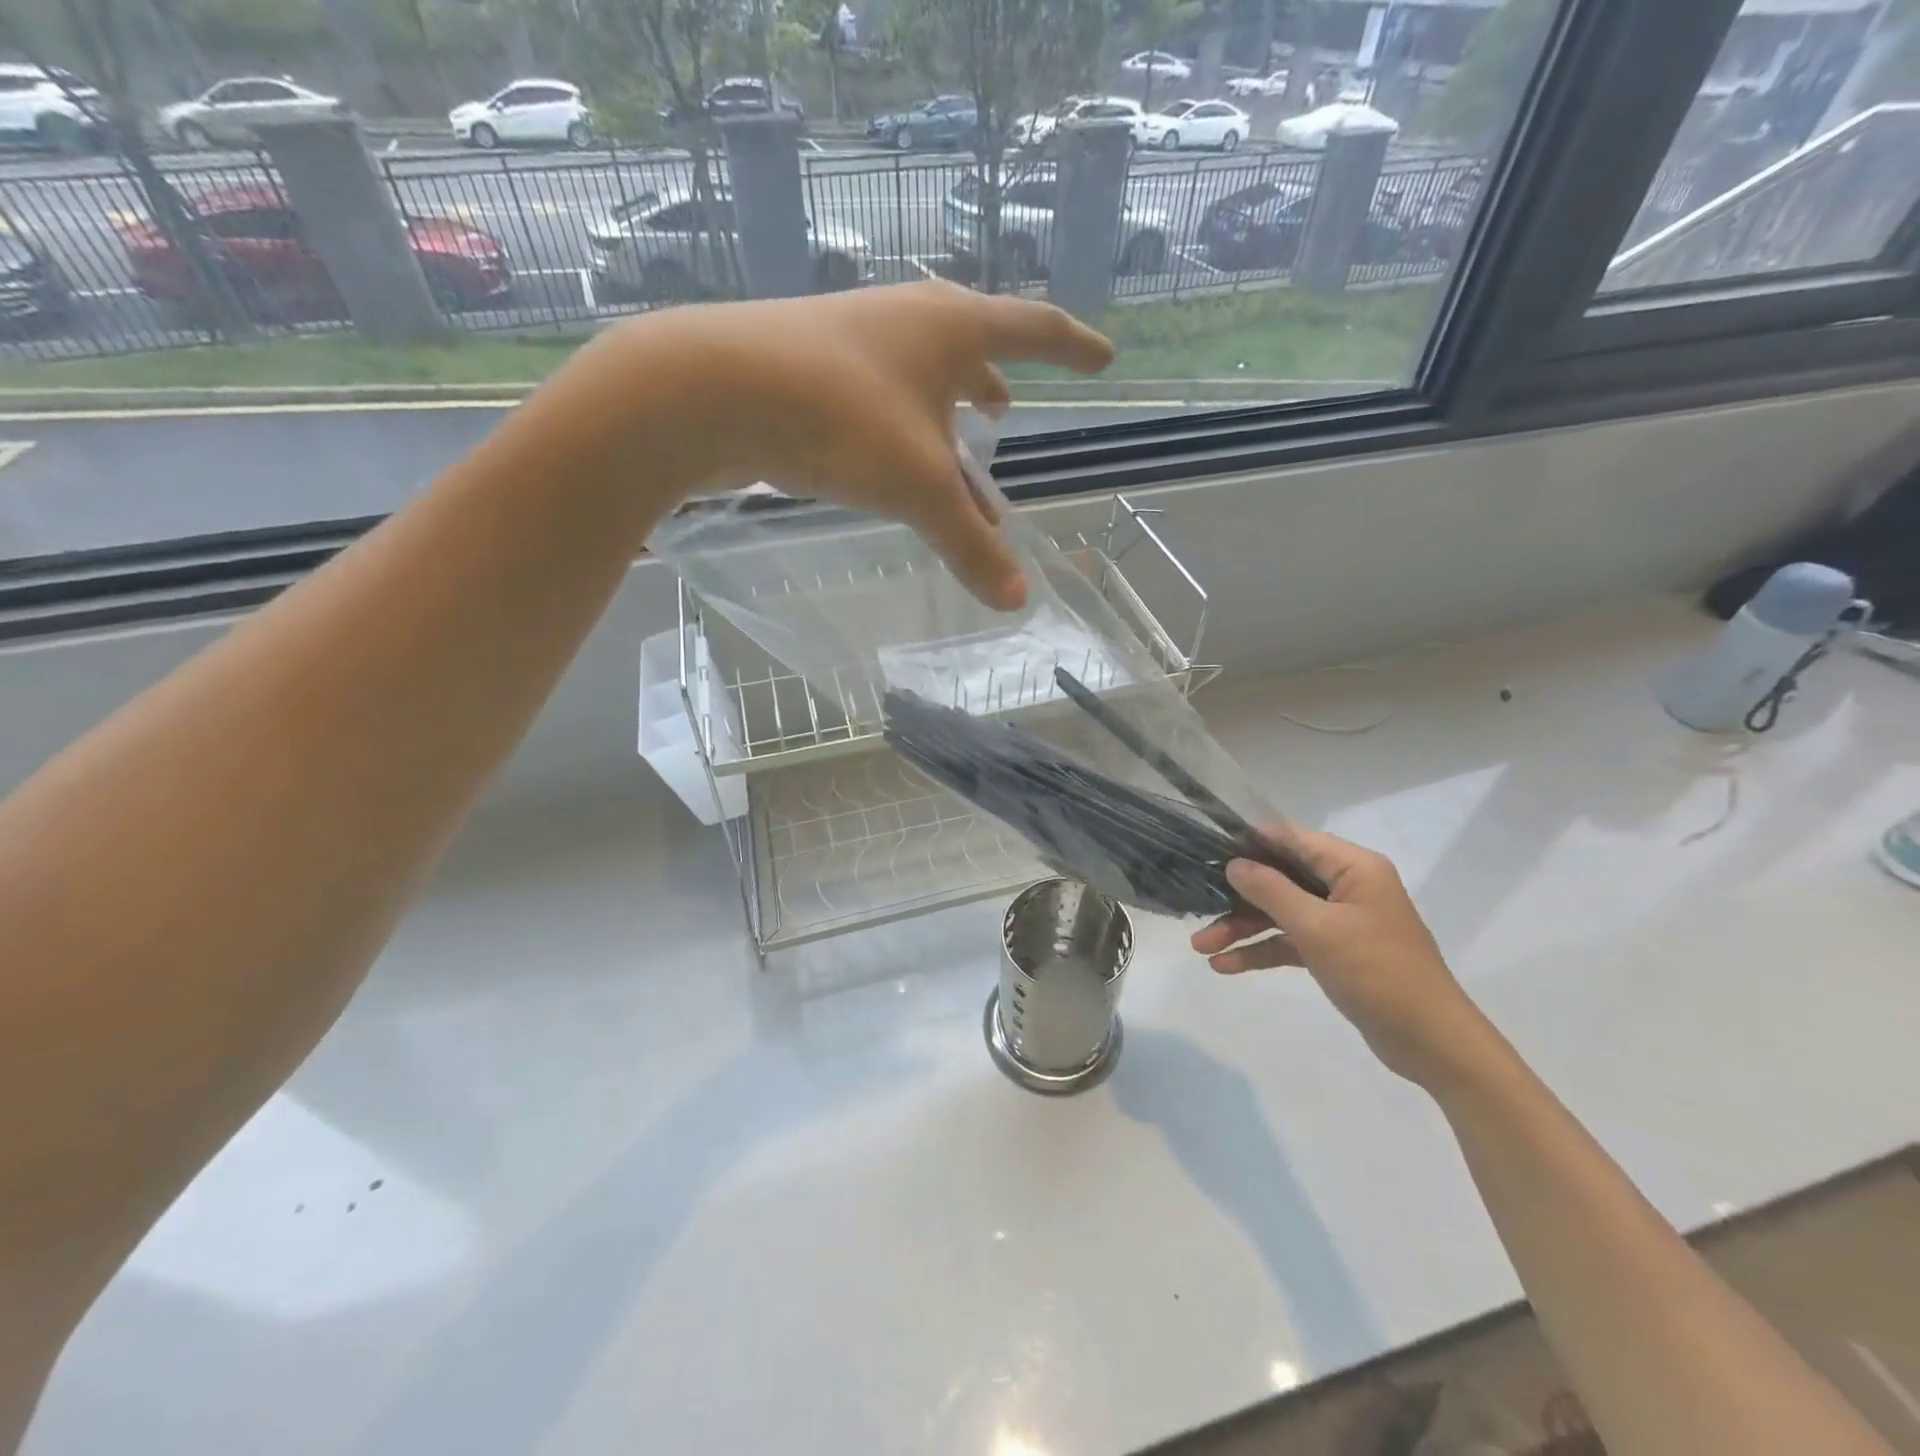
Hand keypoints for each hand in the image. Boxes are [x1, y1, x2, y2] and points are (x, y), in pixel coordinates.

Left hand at [545, 282, 1112, 609]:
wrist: (710, 388)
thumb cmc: (840, 419)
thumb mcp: (919, 488)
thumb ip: (970, 545)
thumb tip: (1018, 602)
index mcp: (949, 329)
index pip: (1034, 329)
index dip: (1073, 348)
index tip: (1103, 359)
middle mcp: (904, 324)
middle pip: (968, 351)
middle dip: (993, 387)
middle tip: (1008, 414)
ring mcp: (852, 343)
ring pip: (917, 384)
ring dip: (944, 422)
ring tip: (959, 460)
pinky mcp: (809, 372)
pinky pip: (877, 404)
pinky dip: (900, 435)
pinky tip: (889, 466)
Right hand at [1190, 828, 1491, 1087]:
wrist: (1431, 1042)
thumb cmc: (1376, 972)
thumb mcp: (1317, 928)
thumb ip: (1271, 891)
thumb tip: (1235, 863)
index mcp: (1352, 867)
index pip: (1291, 839)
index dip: (1248, 842)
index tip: (1206, 848)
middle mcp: (1347, 886)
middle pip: (1280, 878)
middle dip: (1237, 896)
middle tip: (1196, 907)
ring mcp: (1341, 920)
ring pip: (1280, 912)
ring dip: (1242, 928)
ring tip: (1201, 948)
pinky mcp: (1336, 952)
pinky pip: (1290, 941)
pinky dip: (1262, 951)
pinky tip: (1227, 966)